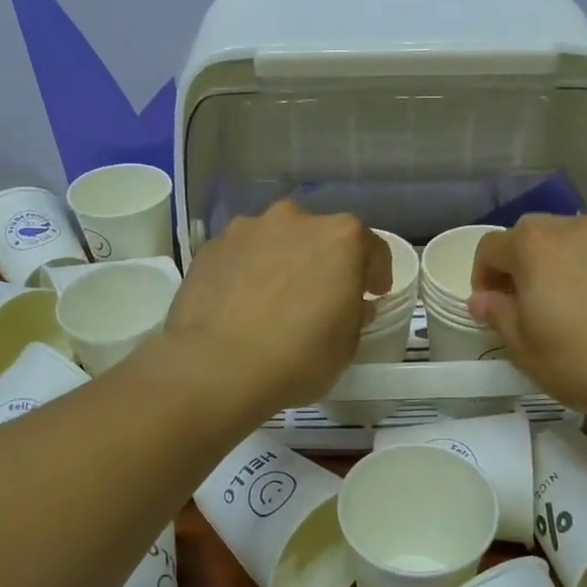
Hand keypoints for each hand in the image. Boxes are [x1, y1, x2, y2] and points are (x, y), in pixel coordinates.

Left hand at [165, 200, 388, 413]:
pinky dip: (248, 272)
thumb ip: (354, 316)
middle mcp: (295, 219)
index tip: (371, 295)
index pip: (372, 248)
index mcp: (340, 238)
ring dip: (283, 262)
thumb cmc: (296, 357)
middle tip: (321, 297)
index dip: (376, 273)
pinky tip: (241, 305)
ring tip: (275, 300)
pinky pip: (242, 256)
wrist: (215, 367)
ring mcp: (247, 228)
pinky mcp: (211, 247)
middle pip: (321, 237)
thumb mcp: (346, 347)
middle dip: (326, 262)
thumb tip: (350, 304)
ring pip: (277, 241)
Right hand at [469, 215, 586, 419]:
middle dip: (516, 264)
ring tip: (560, 303)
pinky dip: (584, 268)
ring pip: (565, 239)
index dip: (481, 277)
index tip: (490, 307)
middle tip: (521, 304)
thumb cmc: (581, 361)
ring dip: (551, 263)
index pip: (491, 247)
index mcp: (534, 245)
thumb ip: (496, 314)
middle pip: (528, 235)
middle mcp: (571, 228)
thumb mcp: (523, 347)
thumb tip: (481, 299)